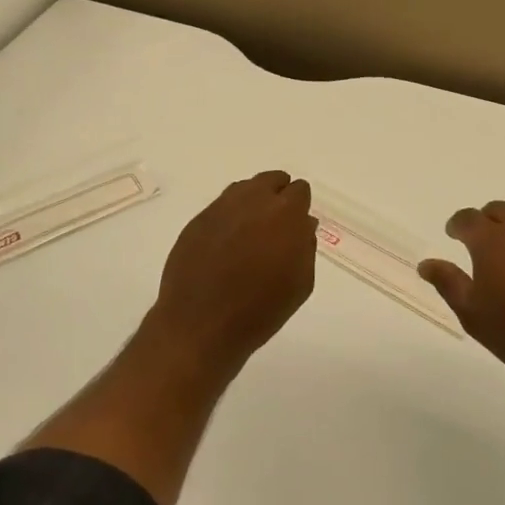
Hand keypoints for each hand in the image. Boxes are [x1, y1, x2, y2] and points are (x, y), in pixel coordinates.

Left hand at [142, 170, 317, 375]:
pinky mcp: (198, 219)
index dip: (299, 207)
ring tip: (251, 233)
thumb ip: (305, 246)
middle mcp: (253, 200)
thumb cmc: (261, 310)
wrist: (201, 324)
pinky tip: (227, 242)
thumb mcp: (300, 283)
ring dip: (252, 202)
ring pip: (244, 189)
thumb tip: (303, 224)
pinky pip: (221, 206)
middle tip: (276, 226)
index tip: (296, 226)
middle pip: (271, 180)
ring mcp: (221, 207)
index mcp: (285, 213)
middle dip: (277, 196)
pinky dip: (229, 217)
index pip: (299, 190)